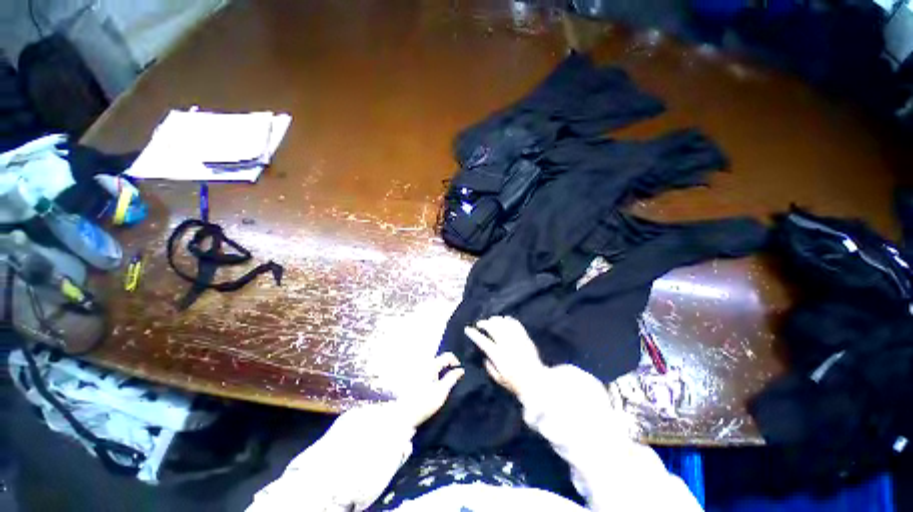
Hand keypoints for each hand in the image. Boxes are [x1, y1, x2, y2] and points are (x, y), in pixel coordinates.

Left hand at [395, 352, 463, 428]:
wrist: (404, 415)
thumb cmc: (425, 402)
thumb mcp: (442, 391)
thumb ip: (452, 378)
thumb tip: (460, 370)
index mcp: (431, 364)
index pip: (447, 355)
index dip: (456, 362)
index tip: (459, 372)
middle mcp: (423, 363)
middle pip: (439, 359)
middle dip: (447, 366)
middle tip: (452, 378)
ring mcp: (416, 369)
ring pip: (433, 365)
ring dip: (440, 370)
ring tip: (443, 383)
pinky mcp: (412, 377)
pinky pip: (426, 370)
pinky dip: (433, 374)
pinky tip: (432, 386)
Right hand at [464, 316, 546, 398]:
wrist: (537, 382)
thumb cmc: (516, 383)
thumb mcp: (499, 379)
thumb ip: (490, 367)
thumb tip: (485, 357)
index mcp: (497, 355)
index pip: (482, 341)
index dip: (474, 334)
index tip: (468, 329)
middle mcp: (505, 345)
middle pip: (492, 328)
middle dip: (484, 323)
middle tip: (480, 323)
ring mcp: (516, 340)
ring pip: (503, 324)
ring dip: (495, 320)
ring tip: (492, 320)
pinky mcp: (525, 338)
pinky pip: (516, 325)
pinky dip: (509, 320)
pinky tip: (506, 319)